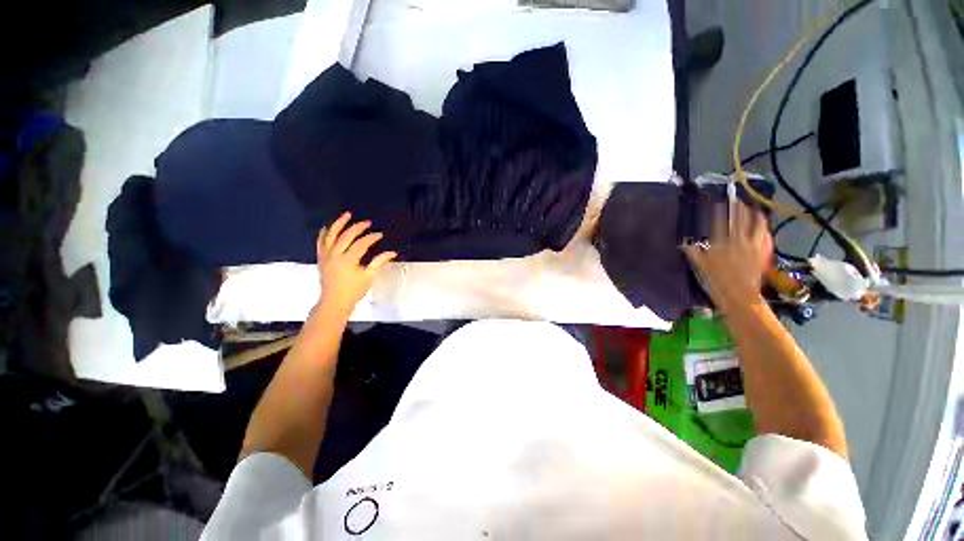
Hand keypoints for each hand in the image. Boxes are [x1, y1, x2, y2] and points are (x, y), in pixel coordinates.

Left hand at [316, 212, 396, 316]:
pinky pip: (320, 243)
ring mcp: (326, 256)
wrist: (334, 302)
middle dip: (357, 228)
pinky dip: (324, 234)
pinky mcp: (321, 258)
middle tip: (367, 222)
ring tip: (346, 215)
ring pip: (331, 235)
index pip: (361, 243)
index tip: (380, 234)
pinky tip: (327, 227)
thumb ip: (379, 262)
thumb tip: (392, 253)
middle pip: (346, 236)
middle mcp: (335, 255)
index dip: (371, 238)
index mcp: (348, 260)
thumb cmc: (353, 290)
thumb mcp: (368, 276)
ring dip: (339, 224)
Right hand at [683, 201, 772, 310]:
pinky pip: (763, 236)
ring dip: (752, 215)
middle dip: (736, 209)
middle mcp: (737, 241)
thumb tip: (683, 243)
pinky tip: (763, 222)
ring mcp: (751, 246)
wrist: (739, 296)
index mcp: (720, 244)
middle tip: (735, 199)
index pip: (719, 223)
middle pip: (737, 221)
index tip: (717, 203)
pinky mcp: (760, 252)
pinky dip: (763, 227)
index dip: (718, 212)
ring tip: (750, 207)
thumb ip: (693, 253)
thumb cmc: (716, 282)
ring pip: (753, 225)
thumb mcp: (700, 268)